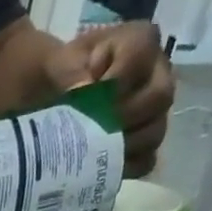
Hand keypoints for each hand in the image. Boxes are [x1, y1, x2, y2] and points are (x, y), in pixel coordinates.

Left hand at [47, 21, 174, 176]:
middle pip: (159, 96)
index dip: (116, 79)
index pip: (142, 55)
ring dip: (124, 145)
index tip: (86, 95)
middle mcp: (157, 74)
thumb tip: (84, 89)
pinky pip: (145, 161)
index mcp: (139, 42)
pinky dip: (123, 167)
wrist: (52, 96)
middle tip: (92, 128)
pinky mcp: (143, 142)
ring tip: (92, 149)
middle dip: (124, 116)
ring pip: (155, 131)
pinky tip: (99, 168)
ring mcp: (153, 111)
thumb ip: (69, 70)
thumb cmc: (59, 73)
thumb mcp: (58, 63)